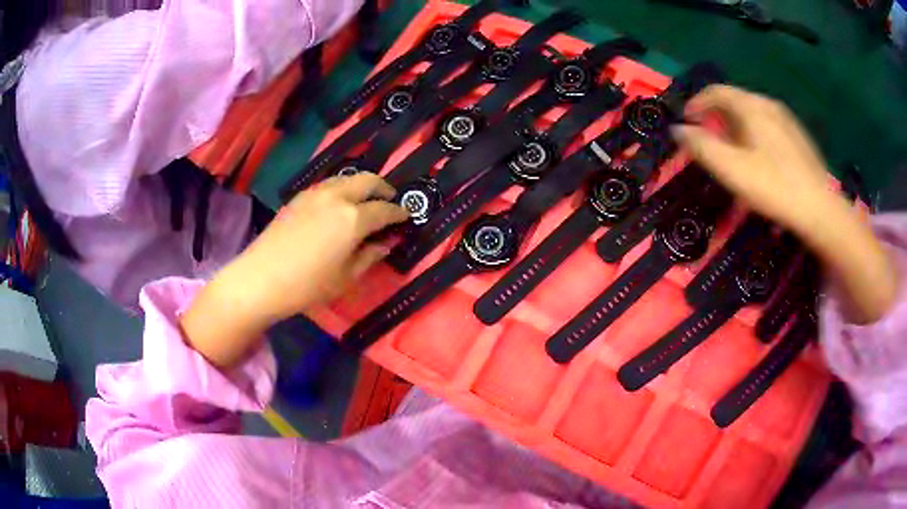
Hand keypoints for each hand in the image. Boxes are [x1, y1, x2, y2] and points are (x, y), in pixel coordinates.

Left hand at [181, 174, 408, 367]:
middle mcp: (337, 197)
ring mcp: (316, 193)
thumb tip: (387, 243)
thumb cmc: (307, 285)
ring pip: (346, 178)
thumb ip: (370, 256)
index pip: (384, 209)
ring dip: (362, 184)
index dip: (399, 212)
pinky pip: (329, 184)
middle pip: (367, 180)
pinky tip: (339, 203)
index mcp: (353, 219)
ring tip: (366, 199)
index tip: (407, 216)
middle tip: (390, 199)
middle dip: (383, 187)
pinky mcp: (299, 197)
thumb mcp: (345, 278)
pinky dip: (342, 187)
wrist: (260, 278)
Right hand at [671, 85, 844, 236]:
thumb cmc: (774, 187)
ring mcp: (786, 119)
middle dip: (716, 116)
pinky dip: (754, 133)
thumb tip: (678, 130)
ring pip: (753, 113)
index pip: (716, 91)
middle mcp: (768, 104)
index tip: (686, 121)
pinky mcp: (797, 136)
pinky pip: (768, 125)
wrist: (820, 209)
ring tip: (732, 151)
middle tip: (708, 140)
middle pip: (735, 101)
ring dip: (735, 126)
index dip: (696, 103)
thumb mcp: (732, 169)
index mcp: (751, 106)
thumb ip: (702, 146)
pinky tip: (759, 158)